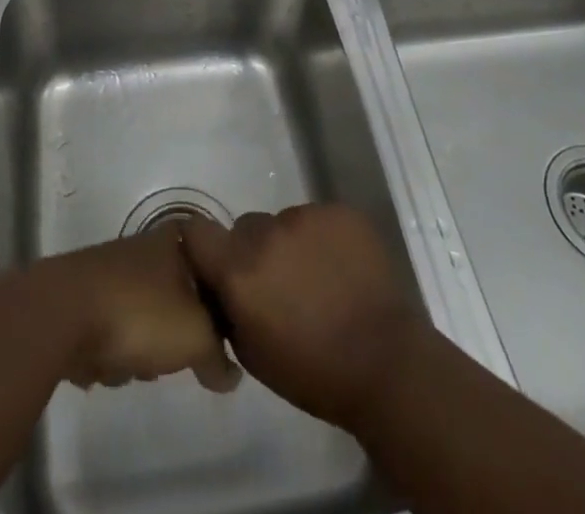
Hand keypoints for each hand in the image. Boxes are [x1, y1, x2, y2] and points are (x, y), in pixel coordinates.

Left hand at [39, 222, 241, 392]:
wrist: (60, 314)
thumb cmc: (139, 313)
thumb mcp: (196, 336)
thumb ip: (220, 355)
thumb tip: (231, 374)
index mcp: (171, 241)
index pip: (208, 260)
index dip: (215, 297)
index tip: (215, 327)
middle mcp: (140, 248)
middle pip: (176, 296)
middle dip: (175, 334)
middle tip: (174, 354)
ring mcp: (108, 273)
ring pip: (143, 319)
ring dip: (142, 351)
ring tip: (135, 366)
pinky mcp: (81, 300)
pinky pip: (110, 333)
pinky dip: (111, 354)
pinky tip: (104, 367)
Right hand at [181, 203, 423, 430]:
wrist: (388, 365)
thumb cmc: (314, 373)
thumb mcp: (252, 353)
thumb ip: (228, 308)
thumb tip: (218, 286)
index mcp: (239, 271)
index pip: (196, 232)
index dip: (201, 244)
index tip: (213, 261)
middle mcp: (266, 233)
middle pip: (246, 227)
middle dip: (255, 251)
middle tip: (280, 283)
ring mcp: (305, 216)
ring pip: (285, 222)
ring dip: (292, 244)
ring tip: (320, 278)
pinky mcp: (339, 212)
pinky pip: (319, 218)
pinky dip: (325, 238)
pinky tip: (343, 268)